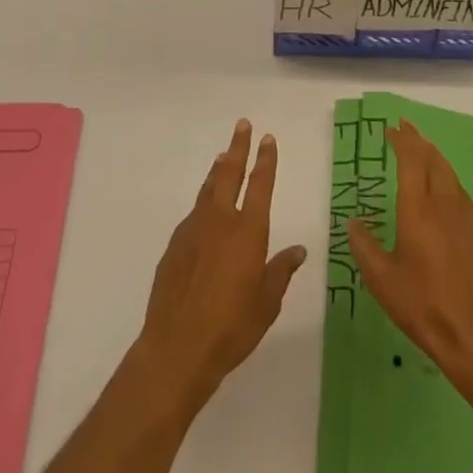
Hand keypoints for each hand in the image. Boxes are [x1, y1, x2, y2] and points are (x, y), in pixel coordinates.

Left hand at [136, 120, 307, 414]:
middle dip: (238, 148)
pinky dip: (203, 202)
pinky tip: (205, 211)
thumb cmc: (232, 327)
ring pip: (208, 190)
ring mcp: (193, 231)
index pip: (260, 185)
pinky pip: (194, 215)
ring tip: (223, 156)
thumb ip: (281, 271)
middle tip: (242, 125)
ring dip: (218, 171)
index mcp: (248, 232)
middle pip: (230, 174)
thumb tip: (298, 250)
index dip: (265, 160)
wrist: (177, 347)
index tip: (267, 138)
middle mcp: (221, 222)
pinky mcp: (174, 246)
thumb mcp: (267, 303)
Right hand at [347, 119, 472, 406]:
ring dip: (433, 155)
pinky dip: (444, 174)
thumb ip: (364, 245)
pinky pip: (457, 188)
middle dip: (418, 140)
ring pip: (448, 172)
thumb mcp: (380, 278)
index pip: (411, 161)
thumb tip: (354, 222)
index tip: (391, 129)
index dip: (402, 141)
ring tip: (421, 148)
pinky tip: (440, 184)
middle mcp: (443, 204)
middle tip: (404, 128)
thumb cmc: (421, 304)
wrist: (471, 333)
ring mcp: (463, 216)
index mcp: (418, 209)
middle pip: (433, 159)